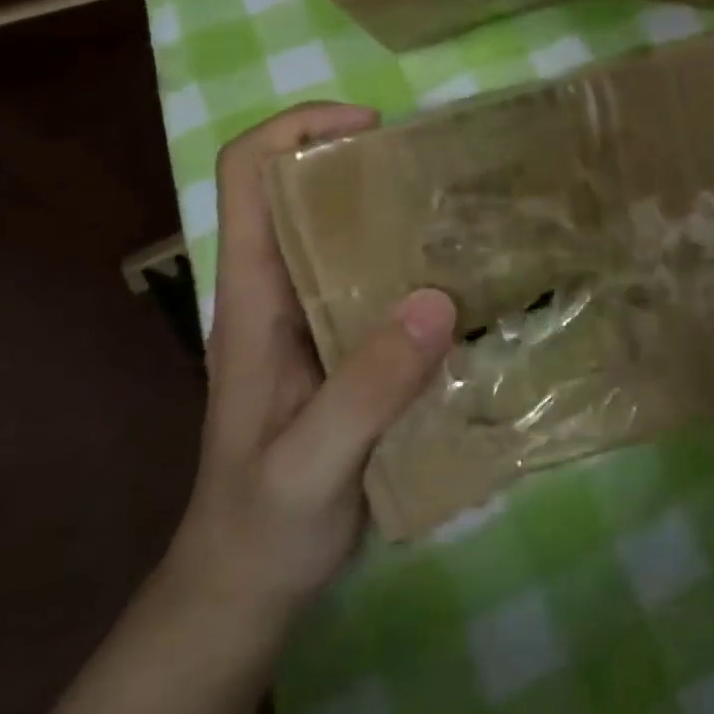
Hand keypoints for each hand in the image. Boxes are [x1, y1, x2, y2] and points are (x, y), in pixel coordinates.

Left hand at [163, 103, 454, 647]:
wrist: (245, 586)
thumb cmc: (262, 526)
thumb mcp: (310, 465)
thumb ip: (366, 391)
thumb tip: (437, 301)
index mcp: (253, 300)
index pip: (248, 177)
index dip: (297, 128)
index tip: (372, 127)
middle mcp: (280, 294)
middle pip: (303, 191)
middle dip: (364, 161)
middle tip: (443, 170)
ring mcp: (312, 321)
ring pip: (344, 236)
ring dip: (396, 212)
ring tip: (468, 215)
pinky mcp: (343, 350)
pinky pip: (377, 284)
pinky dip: (416, 266)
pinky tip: (467, 285)